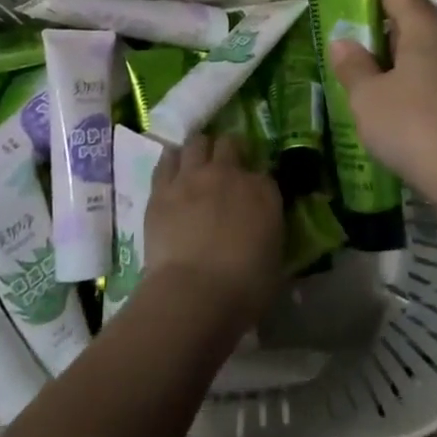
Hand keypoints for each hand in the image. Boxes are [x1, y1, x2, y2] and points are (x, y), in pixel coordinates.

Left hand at [143, 134, 283, 333]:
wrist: (194, 294)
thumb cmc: (243, 289)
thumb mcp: (274, 264)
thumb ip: (269, 236)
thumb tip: (263, 234)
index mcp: (263, 192)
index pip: (264, 173)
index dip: (257, 182)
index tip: (253, 194)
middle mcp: (229, 173)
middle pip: (229, 144)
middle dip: (228, 151)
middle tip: (224, 167)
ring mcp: (193, 177)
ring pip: (196, 142)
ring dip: (198, 149)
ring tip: (196, 163)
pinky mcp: (162, 188)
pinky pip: (166, 160)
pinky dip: (171, 161)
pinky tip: (171, 169)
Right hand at [328, 0, 436, 213]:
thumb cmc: (414, 126)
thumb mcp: (367, 98)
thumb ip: (352, 66)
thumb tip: (342, 42)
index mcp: (427, 27)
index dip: (370, 0)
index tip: (347, 23)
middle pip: (414, 23)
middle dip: (383, 39)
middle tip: (354, 62)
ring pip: (430, 57)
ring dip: (403, 70)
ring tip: (374, 95)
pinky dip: (423, 93)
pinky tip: (404, 121)